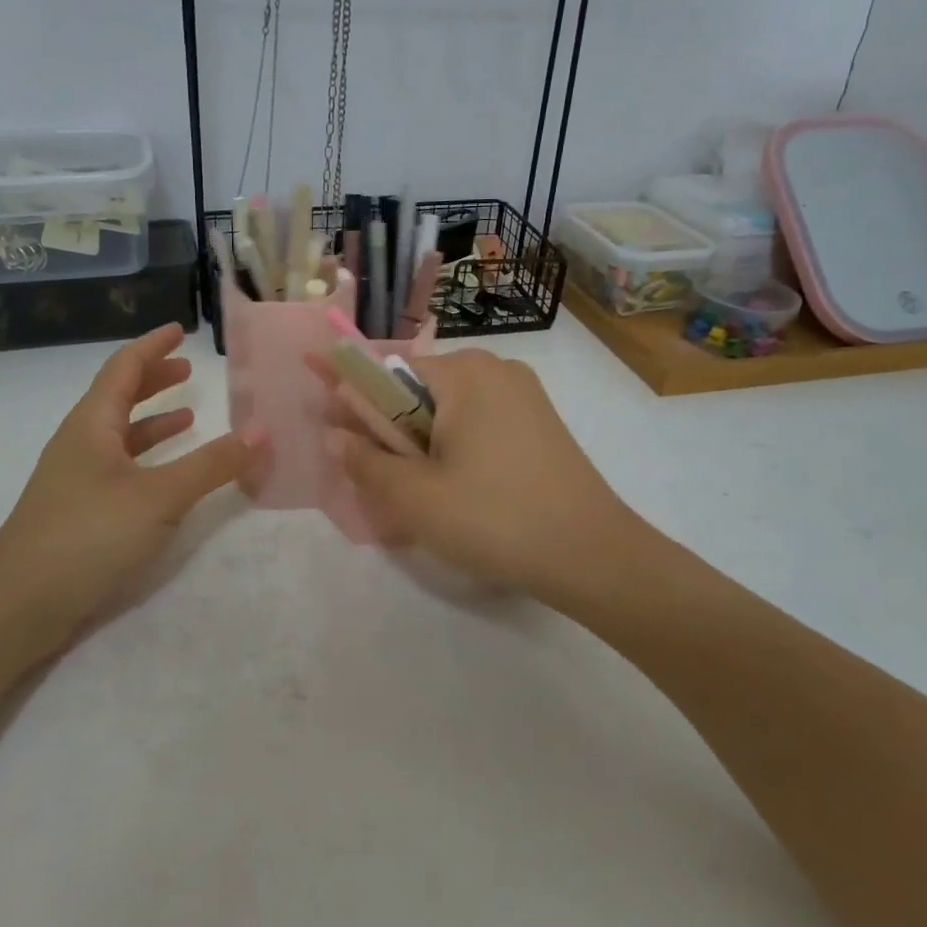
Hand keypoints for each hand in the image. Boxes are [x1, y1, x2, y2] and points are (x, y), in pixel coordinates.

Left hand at [0, 324, 259, 655]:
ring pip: (119, 435)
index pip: (124, 368)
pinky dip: (147, 459)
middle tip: (189, 370)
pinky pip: (119, 468)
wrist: (18, 604)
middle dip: (153, 380)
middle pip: (118, 397)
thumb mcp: (160, 496)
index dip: (152, 346)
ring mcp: (76, 479)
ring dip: (152, 421)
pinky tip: (167, 476)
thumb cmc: (88, 534)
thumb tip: (263, 430)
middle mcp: (80, 443)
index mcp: (92, 424)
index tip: (179, 329)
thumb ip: (212, 464)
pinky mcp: (79, 512)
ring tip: (189, 417)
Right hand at [322, 349, 644, 601]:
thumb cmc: (495, 518)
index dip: (355, 401)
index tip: (333, 425)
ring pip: (449, 414)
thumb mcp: (416, 497)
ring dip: (422, 448)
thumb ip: (366, 462)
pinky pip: (479, 428)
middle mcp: (496, 370)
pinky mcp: (541, 425)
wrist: (594, 556)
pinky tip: (458, 495)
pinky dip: (456, 452)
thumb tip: (333, 435)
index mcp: (465, 372)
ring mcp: (525, 397)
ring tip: (419, 497)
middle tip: (382, 483)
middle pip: (419, 393)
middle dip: (392, 433)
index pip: (388, 372)